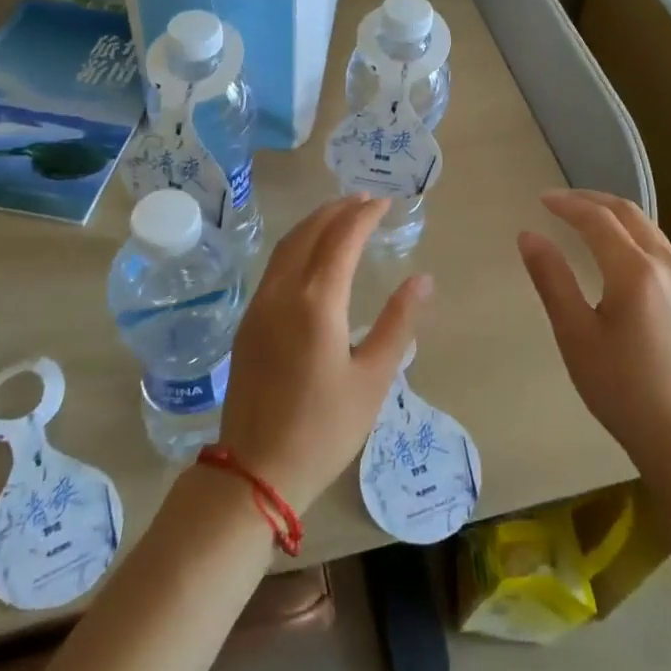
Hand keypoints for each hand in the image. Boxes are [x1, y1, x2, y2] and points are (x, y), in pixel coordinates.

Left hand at [218, 196, 430, 509]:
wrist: (255, 470)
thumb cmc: (324, 429)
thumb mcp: (373, 379)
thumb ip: (398, 324)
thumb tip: (422, 279)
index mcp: (317, 303)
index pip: (342, 239)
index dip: (364, 215)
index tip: (386, 201)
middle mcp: (283, 293)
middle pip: (309, 232)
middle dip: (338, 210)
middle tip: (366, 200)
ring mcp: (259, 305)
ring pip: (286, 246)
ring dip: (314, 223)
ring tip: (341, 216)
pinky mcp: (248, 322)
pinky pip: (274, 266)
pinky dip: (297, 245)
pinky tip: (312, 254)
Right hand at [517, 189, 670, 474]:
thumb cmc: (621, 389)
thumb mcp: (575, 335)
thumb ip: (552, 279)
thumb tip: (529, 235)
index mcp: (635, 271)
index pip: (598, 219)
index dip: (568, 204)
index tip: (541, 199)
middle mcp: (668, 266)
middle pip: (630, 214)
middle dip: (593, 201)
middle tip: (561, 201)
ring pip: (650, 231)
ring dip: (616, 217)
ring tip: (587, 222)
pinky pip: (663, 253)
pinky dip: (635, 239)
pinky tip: (621, 258)